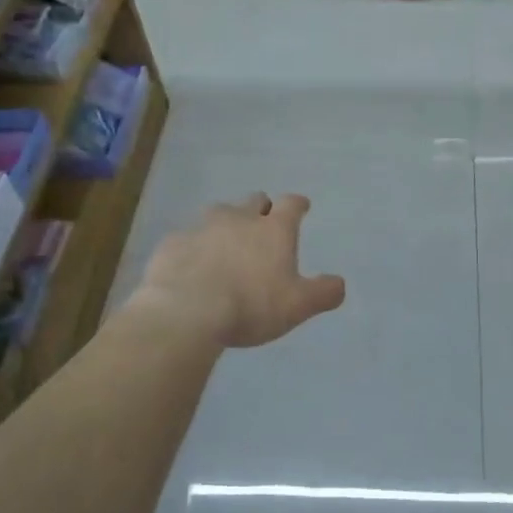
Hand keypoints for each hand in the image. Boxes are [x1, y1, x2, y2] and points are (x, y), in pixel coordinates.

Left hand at [130, 193, 346, 348]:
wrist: (186, 311)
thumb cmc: (251, 305)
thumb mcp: (298, 306)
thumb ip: (323, 293)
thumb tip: (339, 284)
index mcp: (274, 230)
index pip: (291, 204)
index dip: (298, 204)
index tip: (301, 206)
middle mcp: (239, 219)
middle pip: (254, 201)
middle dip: (261, 209)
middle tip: (263, 224)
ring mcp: (202, 227)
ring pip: (218, 214)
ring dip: (225, 224)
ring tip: (226, 244)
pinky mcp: (173, 243)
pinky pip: (187, 238)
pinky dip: (194, 247)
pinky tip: (192, 265)